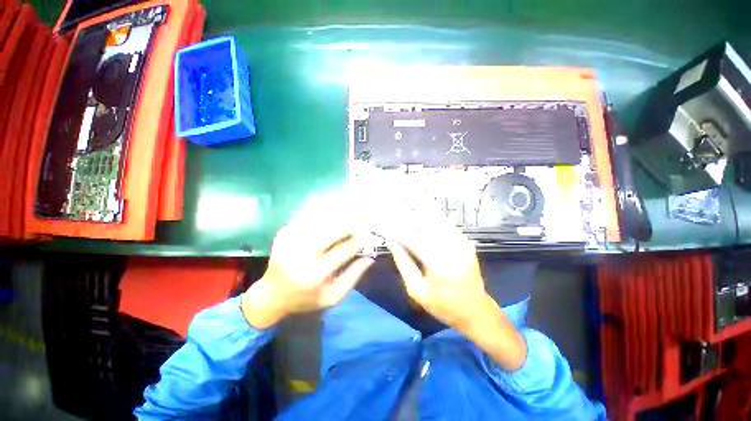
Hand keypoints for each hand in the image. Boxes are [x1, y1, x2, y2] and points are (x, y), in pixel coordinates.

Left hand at [242, 203, 373, 329]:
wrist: (273, 295)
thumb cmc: (307, 298)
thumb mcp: (333, 296)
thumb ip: (353, 276)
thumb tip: (370, 257)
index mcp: (315, 275)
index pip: (343, 251)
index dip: (358, 241)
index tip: (368, 235)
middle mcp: (301, 256)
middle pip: (331, 232)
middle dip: (348, 226)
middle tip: (359, 224)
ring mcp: (290, 242)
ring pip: (320, 222)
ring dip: (337, 219)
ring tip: (348, 218)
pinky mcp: (283, 235)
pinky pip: (307, 220)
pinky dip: (321, 216)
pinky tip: (330, 217)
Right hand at [384, 211, 526, 370]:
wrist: (476, 310)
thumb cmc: (443, 306)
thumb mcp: (417, 290)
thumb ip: (403, 263)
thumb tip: (391, 241)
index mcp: (441, 266)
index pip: (414, 240)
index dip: (398, 232)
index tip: (385, 227)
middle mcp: (453, 249)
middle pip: (425, 225)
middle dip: (407, 221)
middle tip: (393, 220)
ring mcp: (462, 243)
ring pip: (436, 220)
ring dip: (418, 217)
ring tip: (404, 218)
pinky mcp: (465, 241)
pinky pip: (445, 223)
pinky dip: (431, 218)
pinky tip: (420, 219)